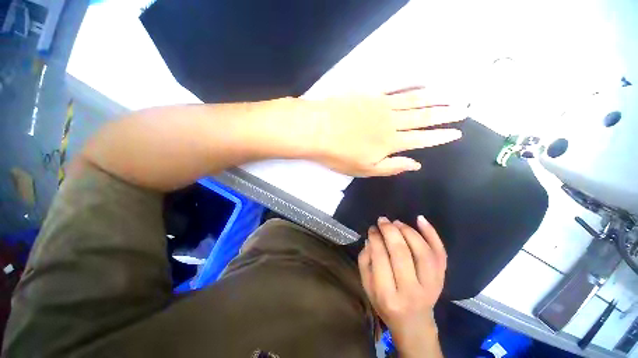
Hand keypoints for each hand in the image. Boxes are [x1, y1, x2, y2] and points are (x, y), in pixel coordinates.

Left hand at [305, 87, 462, 175]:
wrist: (318, 131)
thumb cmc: (339, 154)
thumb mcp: (365, 170)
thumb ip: (391, 167)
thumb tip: (416, 164)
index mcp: (390, 143)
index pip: (422, 139)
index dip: (440, 137)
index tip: (457, 132)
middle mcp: (391, 122)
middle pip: (423, 118)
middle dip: (445, 115)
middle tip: (464, 109)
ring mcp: (381, 105)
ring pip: (414, 101)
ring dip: (434, 99)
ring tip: (452, 96)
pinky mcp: (370, 94)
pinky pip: (395, 87)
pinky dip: (411, 84)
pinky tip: (423, 81)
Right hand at [358, 216, 446, 356]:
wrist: (414, 323)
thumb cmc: (385, 304)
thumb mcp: (367, 287)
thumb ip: (365, 262)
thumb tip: (370, 239)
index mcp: (388, 294)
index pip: (380, 258)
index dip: (375, 238)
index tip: (372, 229)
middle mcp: (411, 290)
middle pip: (401, 253)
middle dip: (390, 231)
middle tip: (382, 220)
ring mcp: (431, 284)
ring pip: (422, 252)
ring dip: (408, 231)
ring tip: (397, 222)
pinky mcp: (442, 278)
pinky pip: (440, 253)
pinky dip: (432, 234)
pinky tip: (420, 219)